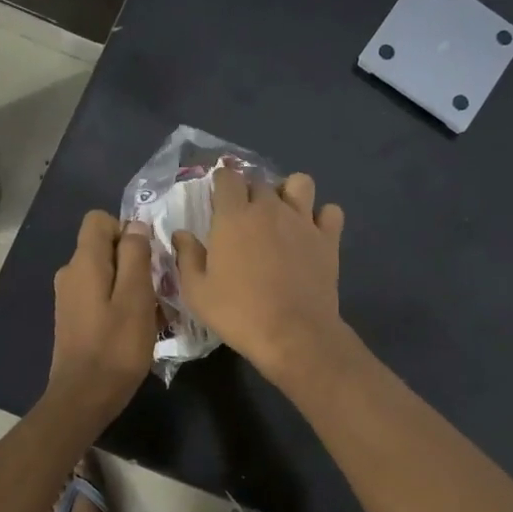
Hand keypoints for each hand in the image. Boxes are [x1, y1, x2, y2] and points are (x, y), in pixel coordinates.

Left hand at [47, 210, 157, 423]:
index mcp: (84, 262)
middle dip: (134, 261)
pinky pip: (100, 296)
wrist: (84, 397)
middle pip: (104, 247)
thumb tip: (135, 225)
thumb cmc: (116, 347)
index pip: (99, 220)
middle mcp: (70, 273)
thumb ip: (136, 255)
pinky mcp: (73, 318)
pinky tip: (136, 329)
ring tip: (153, 314)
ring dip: (131, 286)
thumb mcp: (136, 297)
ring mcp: (69, 297)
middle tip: (158, 290)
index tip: (147, 257)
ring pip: (106, 274)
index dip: (126, 230)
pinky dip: (120, 304)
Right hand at [172, 168, 349, 380]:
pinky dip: (322, 217)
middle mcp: (269, 208)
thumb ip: (187, 257)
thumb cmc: (238, 313)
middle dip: (250, 191)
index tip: (218, 198)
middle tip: (244, 216)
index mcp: (234, 216)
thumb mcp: (197, 292)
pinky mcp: (328, 238)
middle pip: (260, 180)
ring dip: (289, 192)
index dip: (222, 182)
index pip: (227, 177)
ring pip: (300, 182)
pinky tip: (312, 232)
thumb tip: (181, 234)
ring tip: (282, 213)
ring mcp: (302, 220)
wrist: (293, 334)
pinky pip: (331, 211)